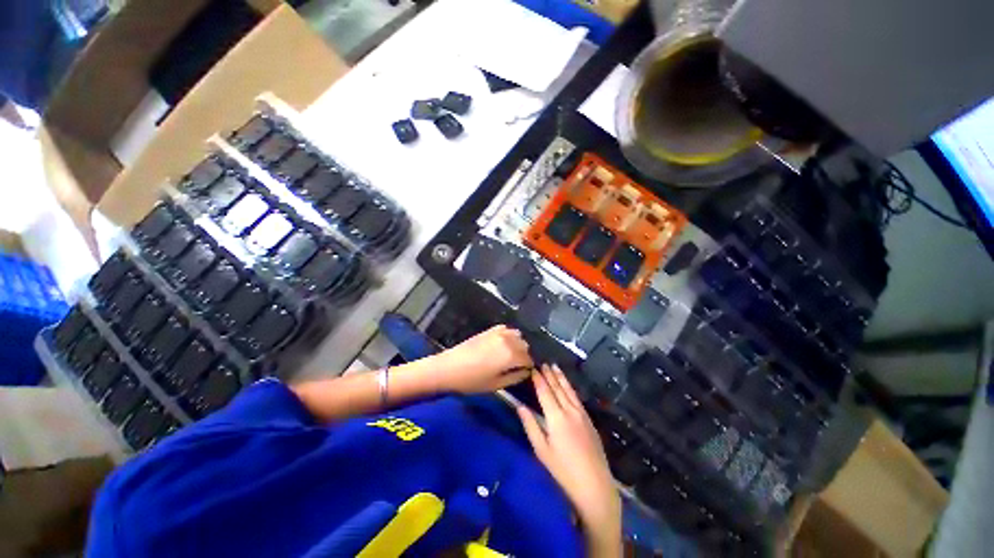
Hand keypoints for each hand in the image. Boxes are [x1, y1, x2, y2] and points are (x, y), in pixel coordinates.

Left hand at [433, 325, 533, 393]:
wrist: (450, 367)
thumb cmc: (472, 380)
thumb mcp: (496, 385)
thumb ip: (515, 377)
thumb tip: (526, 371)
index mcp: (511, 355)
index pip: (529, 359)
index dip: (529, 367)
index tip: (525, 373)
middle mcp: (508, 340)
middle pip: (525, 346)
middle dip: (524, 355)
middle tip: (516, 366)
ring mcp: (499, 333)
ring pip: (518, 335)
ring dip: (518, 344)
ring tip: (510, 355)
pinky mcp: (490, 329)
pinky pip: (507, 329)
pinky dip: (509, 335)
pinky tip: (503, 344)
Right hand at [518, 365, 621, 557]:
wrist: (594, 485)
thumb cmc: (563, 470)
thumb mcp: (542, 450)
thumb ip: (530, 426)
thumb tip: (520, 406)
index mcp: (556, 417)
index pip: (545, 392)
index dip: (538, 379)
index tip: (533, 368)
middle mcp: (569, 411)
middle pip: (558, 388)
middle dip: (550, 374)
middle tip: (543, 362)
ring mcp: (581, 414)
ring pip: (569, 390)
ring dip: (561, 378)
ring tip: (555, 367)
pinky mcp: (589, 420)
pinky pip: (577, 398)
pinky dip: (570, 388)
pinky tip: (568, 386)